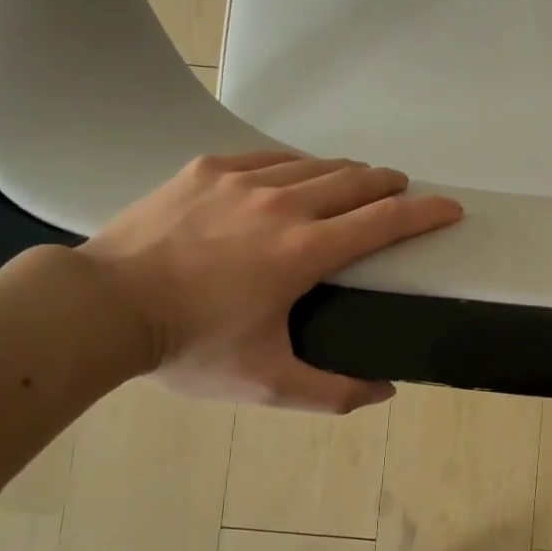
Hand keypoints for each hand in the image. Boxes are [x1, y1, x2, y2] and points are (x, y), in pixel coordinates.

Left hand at [80, 152, 461, 409]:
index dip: (426, 212)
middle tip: (401, 190)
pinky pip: (267, 157)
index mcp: (305, 251)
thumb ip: (330, 392)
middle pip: (355, 180)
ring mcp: (241, 181)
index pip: (384, 221)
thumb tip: (383, 392)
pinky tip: (292, 174)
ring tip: (354, 181)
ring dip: (345, 171)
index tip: (450, 207)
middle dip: (389, 183)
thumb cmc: (189, 345)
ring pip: (313, 164)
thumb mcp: (264, 383)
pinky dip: (293, 165)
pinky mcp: (206, 170)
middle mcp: (283, 204)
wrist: (101, 307)